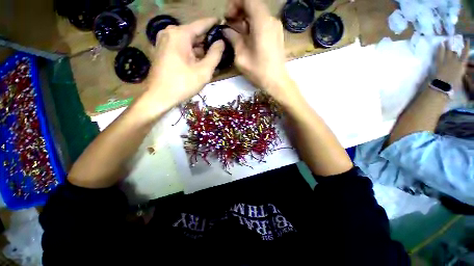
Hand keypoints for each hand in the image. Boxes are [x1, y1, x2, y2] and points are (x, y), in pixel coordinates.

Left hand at [145, 18, 224, 112]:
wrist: (159, 96)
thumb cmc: (183, 84)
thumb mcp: (204, 71)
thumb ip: (215, 55)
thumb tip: (222, 42)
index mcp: (180, 34)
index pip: (202, 24)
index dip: (214, 24)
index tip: (224, 23)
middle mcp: (170, 32)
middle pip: (194, 34)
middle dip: (208, 41)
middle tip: (222, 47)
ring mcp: (164, 40)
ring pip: (188, 42)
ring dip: (200, 49)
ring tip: (213, 56)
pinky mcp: (163, 50)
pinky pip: (181, 47)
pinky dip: (192, 53)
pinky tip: (200, 61)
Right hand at [223, 0, 297, 102]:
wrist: (276, 81)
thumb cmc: (259, 71)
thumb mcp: (241, 57)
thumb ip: (233, 39)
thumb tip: (225, 30)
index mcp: (262, 22)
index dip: (235, 4)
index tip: (228, 17)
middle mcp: (271, 20)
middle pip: (253, 5)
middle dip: (239, 12)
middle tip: (230, 26)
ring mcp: (276, 27)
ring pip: (258, 14)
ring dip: (245, 20)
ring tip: (237, 34)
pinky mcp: (277, 34)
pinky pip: (263, 23)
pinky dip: (253, 26)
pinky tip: (248, 39)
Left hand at [435, 40, 469, 88]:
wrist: (443, 86)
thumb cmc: (454, 84)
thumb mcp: (461, 77)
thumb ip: (461, 70)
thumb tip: (462, 67)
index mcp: (462, 65)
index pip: (465, 53)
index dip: (466, 46)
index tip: (466, 40)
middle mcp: (455, 61)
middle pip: (456, 50)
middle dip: (456, 43)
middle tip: (456, 37)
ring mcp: (447, 61)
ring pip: (448, 51)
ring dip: (448, 44)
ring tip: (447, 39)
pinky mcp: (439, 63)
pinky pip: (440, 55)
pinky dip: (440, 49)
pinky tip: (440, 44)